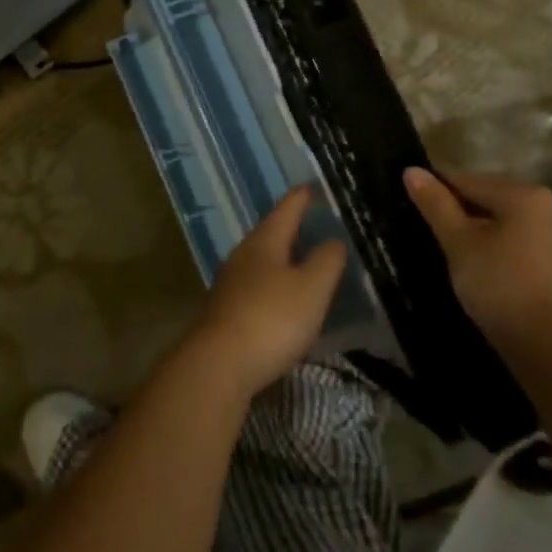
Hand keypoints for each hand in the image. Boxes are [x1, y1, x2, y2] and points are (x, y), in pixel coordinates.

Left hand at [185, 186, 348, 398]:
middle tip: (314, 221)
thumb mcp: (311, 288)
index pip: (286, 209)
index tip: (312, 186)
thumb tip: (333, 240)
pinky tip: (284, 298)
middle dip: (291, 226)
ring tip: (303, 258)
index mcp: (264, 242)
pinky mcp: (227, 310)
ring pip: (262, 260)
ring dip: (283, 257)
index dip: (302, 197)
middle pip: (270, 233)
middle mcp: (243, 255)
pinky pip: (257, 286)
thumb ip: (326, 261)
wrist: (219, 364)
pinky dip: (275, 284)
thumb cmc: (271, 319)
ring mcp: (231, 283)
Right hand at [402, 167, 551, 357]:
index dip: (437, 189)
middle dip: (461, 211)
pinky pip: (525, 243)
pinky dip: (503, 247)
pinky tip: (486, 267)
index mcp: (525, 195)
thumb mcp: (459, 243)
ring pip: (509, 222)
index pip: (468, 181)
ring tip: (455, 250)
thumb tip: (411, 170)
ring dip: (482, 230)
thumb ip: (436, 204)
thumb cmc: (500, 287)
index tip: (413, 200)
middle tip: (432, 230)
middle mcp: (550, 207)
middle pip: (491, 198)